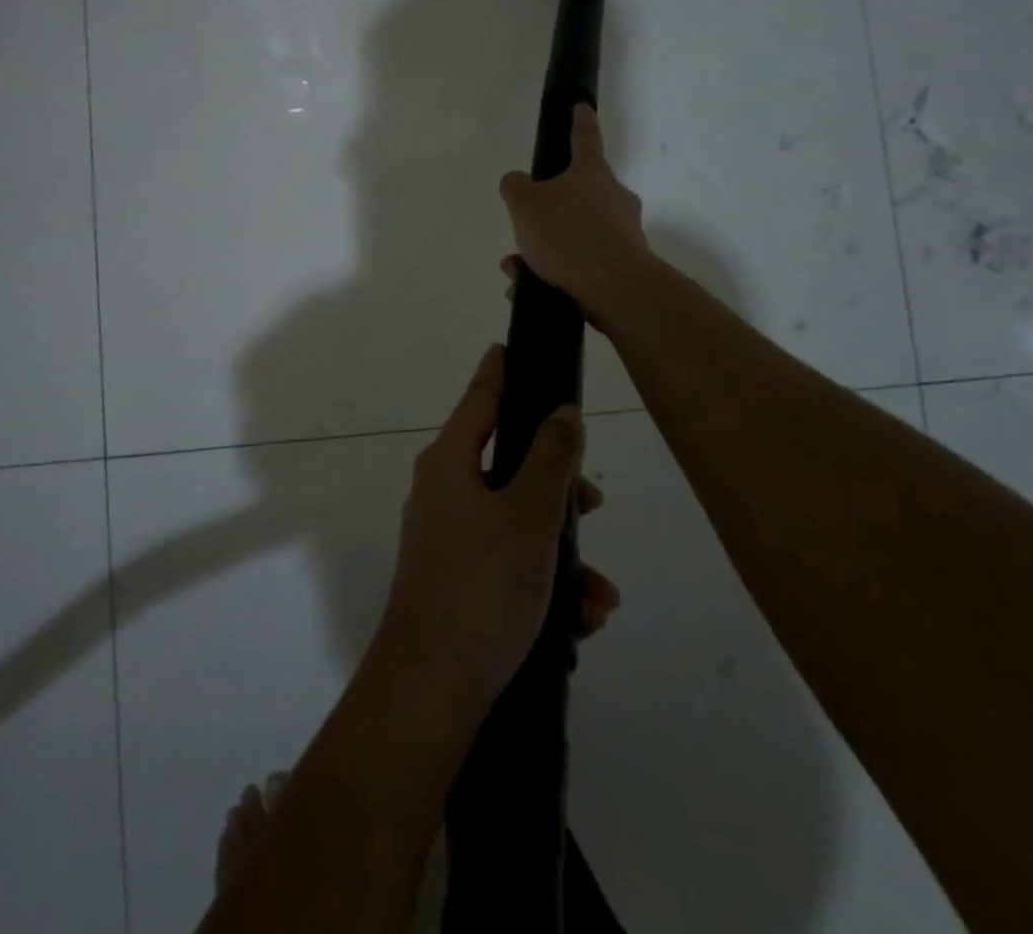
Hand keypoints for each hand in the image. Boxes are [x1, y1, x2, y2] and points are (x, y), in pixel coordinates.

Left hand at [374, 346, 618, 713]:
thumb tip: (562, 412)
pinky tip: (582, 619)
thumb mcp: (529, 515)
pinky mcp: (459, 579)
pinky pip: (510, 562)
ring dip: (563, 550)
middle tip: (593, 504)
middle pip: (509, 462)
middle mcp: (444, 490)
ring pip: (518, 520)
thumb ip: (552, 458)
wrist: (433, 687)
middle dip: (558, 485)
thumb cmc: (482, 584)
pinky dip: (546, 581)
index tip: (518, 345)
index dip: (503, 369)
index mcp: (451, 461)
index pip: (481, 396)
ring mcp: (449, 536)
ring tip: (599, 594)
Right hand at [499, 104, 653, 329]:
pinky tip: (532, 289)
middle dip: (549, 211)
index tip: (581, 108)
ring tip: (518, 269)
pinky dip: (558, 272)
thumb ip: (515, 187)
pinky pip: (583, 263)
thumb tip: (517, 182)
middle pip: (579, 193)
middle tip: (525, 228)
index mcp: (592, 173)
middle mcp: (614, 197)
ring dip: (547, 248)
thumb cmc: (568, 234)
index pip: (585, 138)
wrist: (615, 288)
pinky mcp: (625, 265)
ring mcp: (624, 232)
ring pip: (577, 232)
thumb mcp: (525, 205)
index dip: (579, 121)